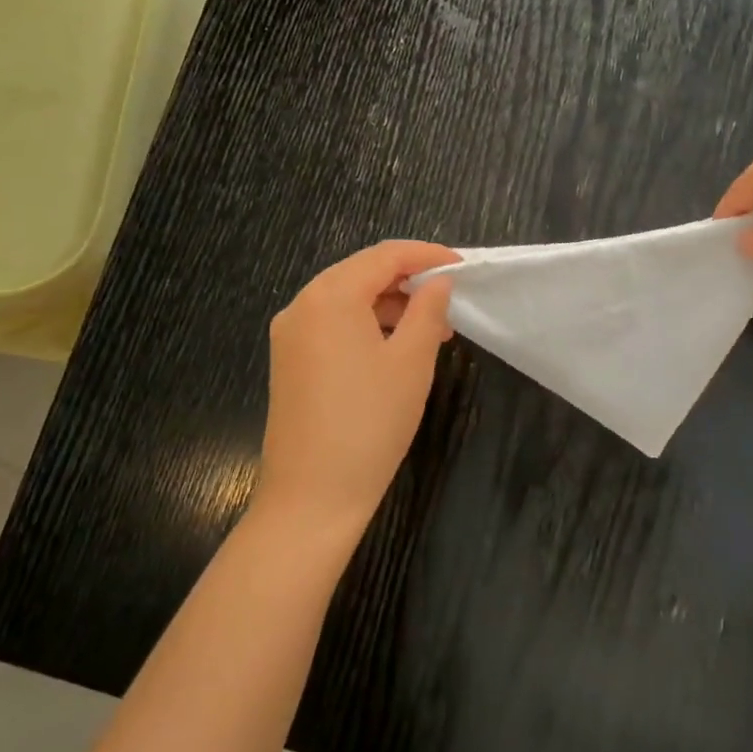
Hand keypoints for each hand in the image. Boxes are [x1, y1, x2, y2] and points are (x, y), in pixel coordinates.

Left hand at [257, 241, 456, 537]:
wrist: (312, 496)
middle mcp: (302, 305)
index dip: (427, 255)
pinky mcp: (290, 362)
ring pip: (347, 300)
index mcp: (330, 296)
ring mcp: (290, 335)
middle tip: (450, 300)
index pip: (384, 255)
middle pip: (362, 273)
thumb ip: (428, 310)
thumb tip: (438, 282)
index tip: (462, 266)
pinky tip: (396, 348)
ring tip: (431, 330)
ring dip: (390, 305)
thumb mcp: (411, 361)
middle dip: (409, 281)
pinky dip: (368, 326)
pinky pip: (333, 325)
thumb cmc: (370, 421)